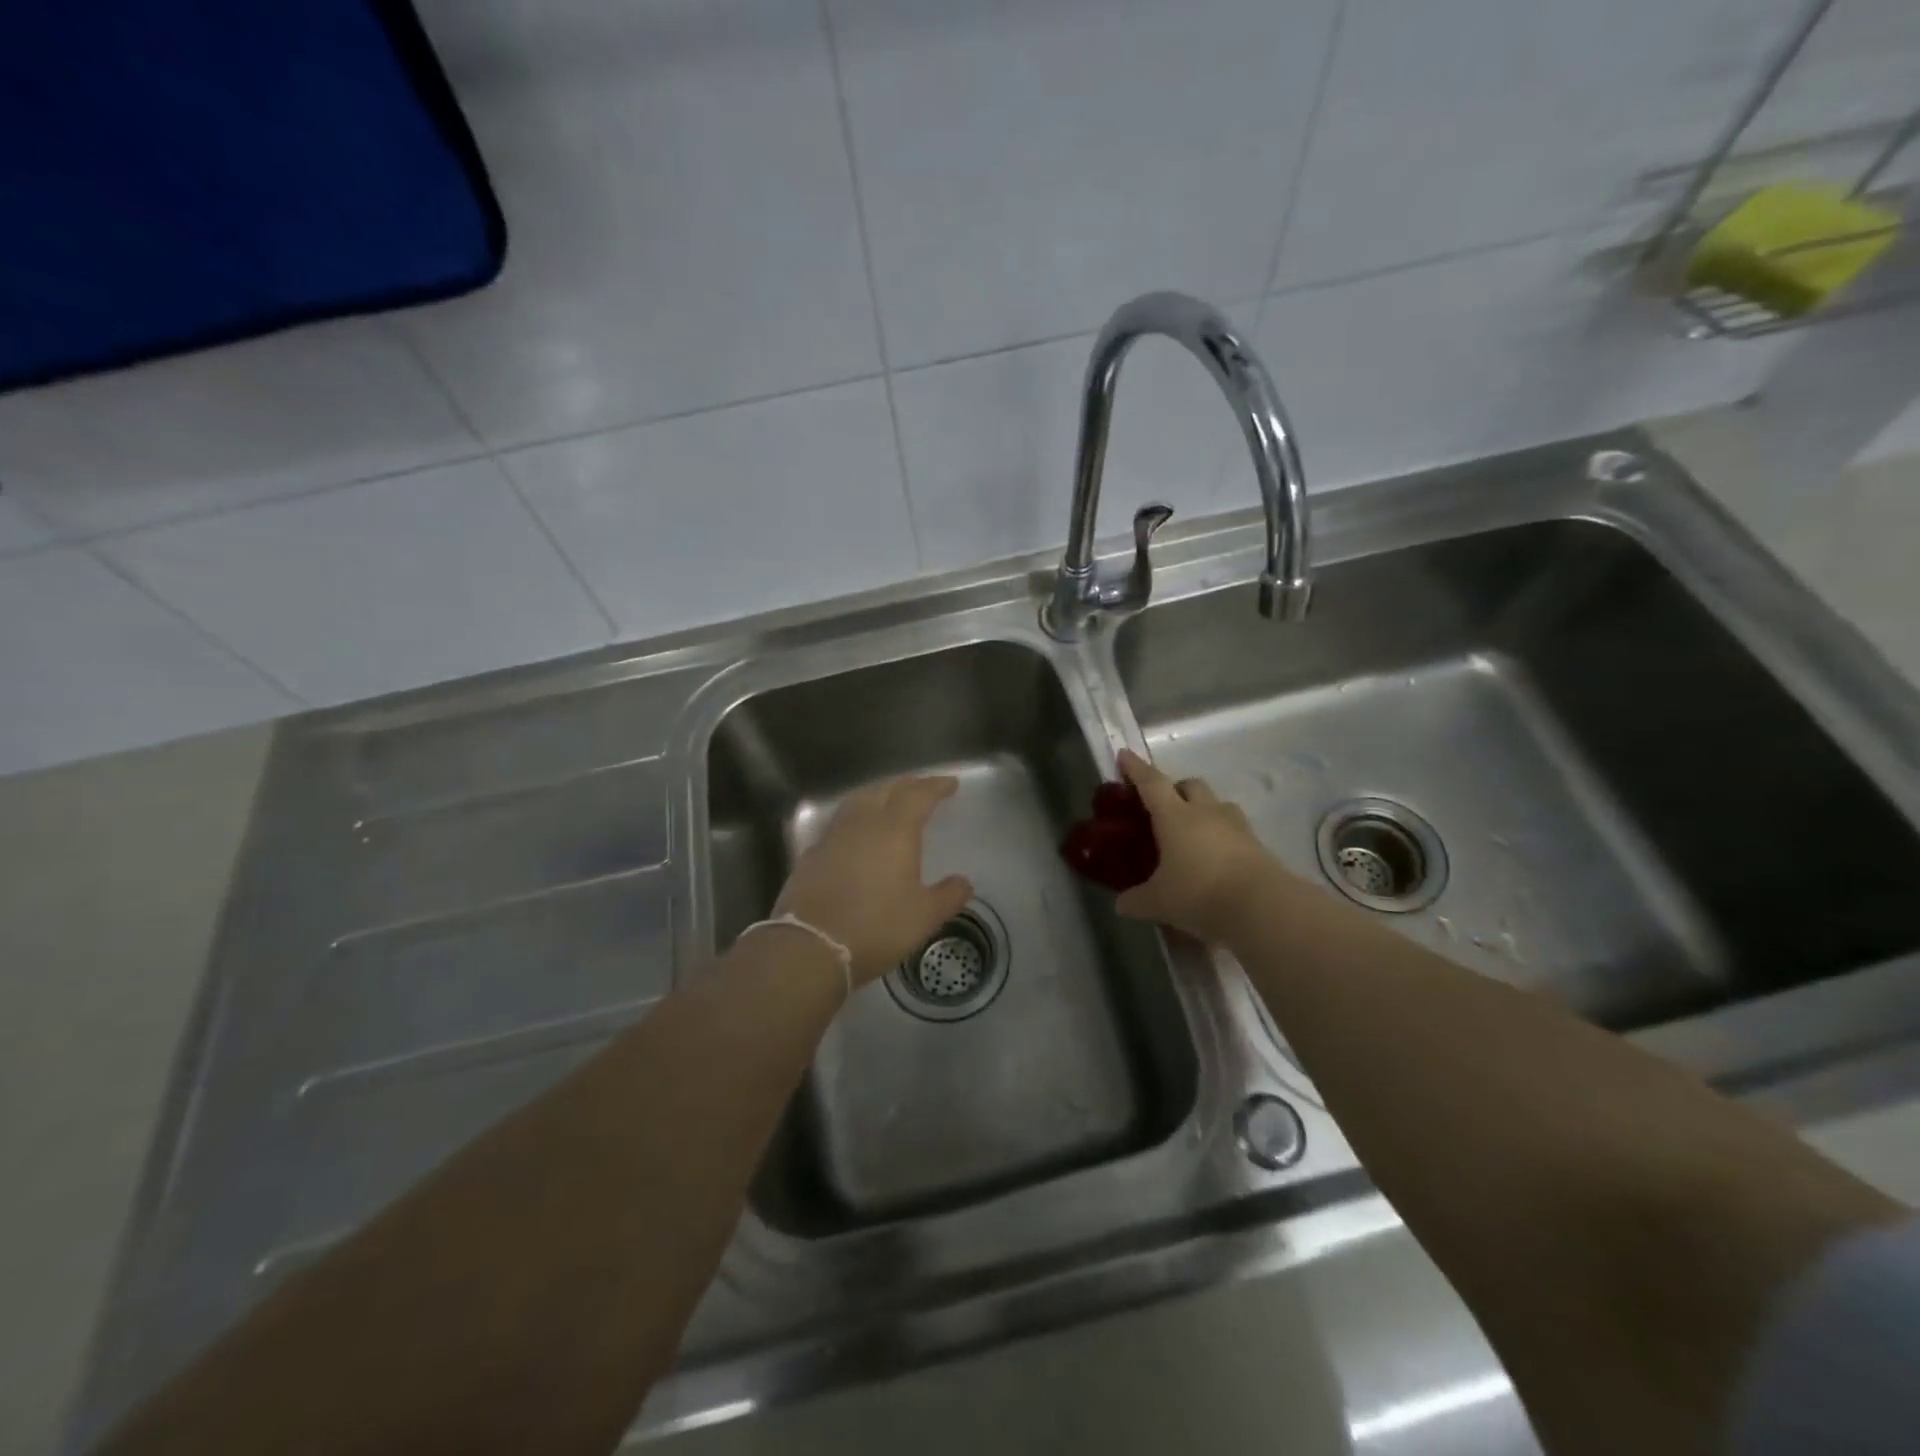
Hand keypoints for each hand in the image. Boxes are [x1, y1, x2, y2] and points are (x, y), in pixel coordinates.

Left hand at [774, 775, 973, 986]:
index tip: (950, 784)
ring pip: (858, 802)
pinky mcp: (812, 856)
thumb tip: (964, 882)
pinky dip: (855, 820)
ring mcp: (832, 837)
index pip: (918, 795)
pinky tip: (857, 835)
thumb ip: (948, 896)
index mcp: (894, 830)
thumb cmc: (876, 928)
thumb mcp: (924, 917)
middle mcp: (862, 824)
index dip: (935, 786)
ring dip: (877, 795)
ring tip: (889, 802)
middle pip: (885, 790)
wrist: (810, 947)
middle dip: (907, 786)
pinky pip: (839, 825)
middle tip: (921, 789)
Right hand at [1113, 749, 1276, 943]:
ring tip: (1192, 832)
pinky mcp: (1257, 844)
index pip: (1151, 783)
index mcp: (1174, 816)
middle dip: (1175, 788)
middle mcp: (1205, 811)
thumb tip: (1121, 904)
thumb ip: (1136, 900)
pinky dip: (1222, 835)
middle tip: (1162, 807)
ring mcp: (1236, 825)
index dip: (1136, 768)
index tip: (1125, 755)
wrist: (1262, 906)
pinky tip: (1216, 857)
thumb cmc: (1199, 893)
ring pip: (1216, 804)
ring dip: (1202, 809)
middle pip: (1190, 785)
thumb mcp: (1158, 902)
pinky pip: (1235, 829)